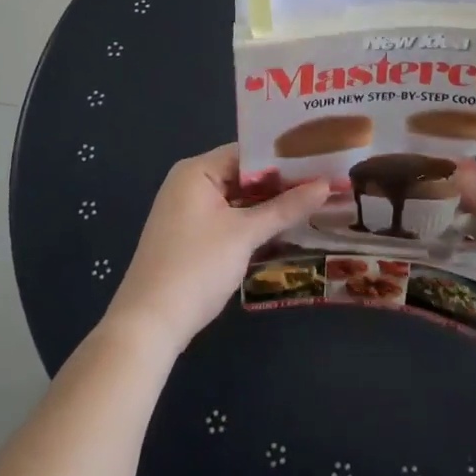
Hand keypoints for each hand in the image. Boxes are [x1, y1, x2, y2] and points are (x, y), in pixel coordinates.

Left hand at [103, 144, 330, 355]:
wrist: (149, 324)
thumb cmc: (197, 267)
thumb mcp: (245, 234)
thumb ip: (285, 208)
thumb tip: (326, 185)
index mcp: (196, 171)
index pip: (248, 152)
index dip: (284, 158)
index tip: (320, 161)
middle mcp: (189, 184)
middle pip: (243, 175)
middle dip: (281, 184)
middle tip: (325, 183)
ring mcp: (188, 212)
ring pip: (238, 200)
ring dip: (269, 205)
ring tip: (314, 203)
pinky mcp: (190, 237)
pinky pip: (229, 219)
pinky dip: (252, 223)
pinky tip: (284, 229)